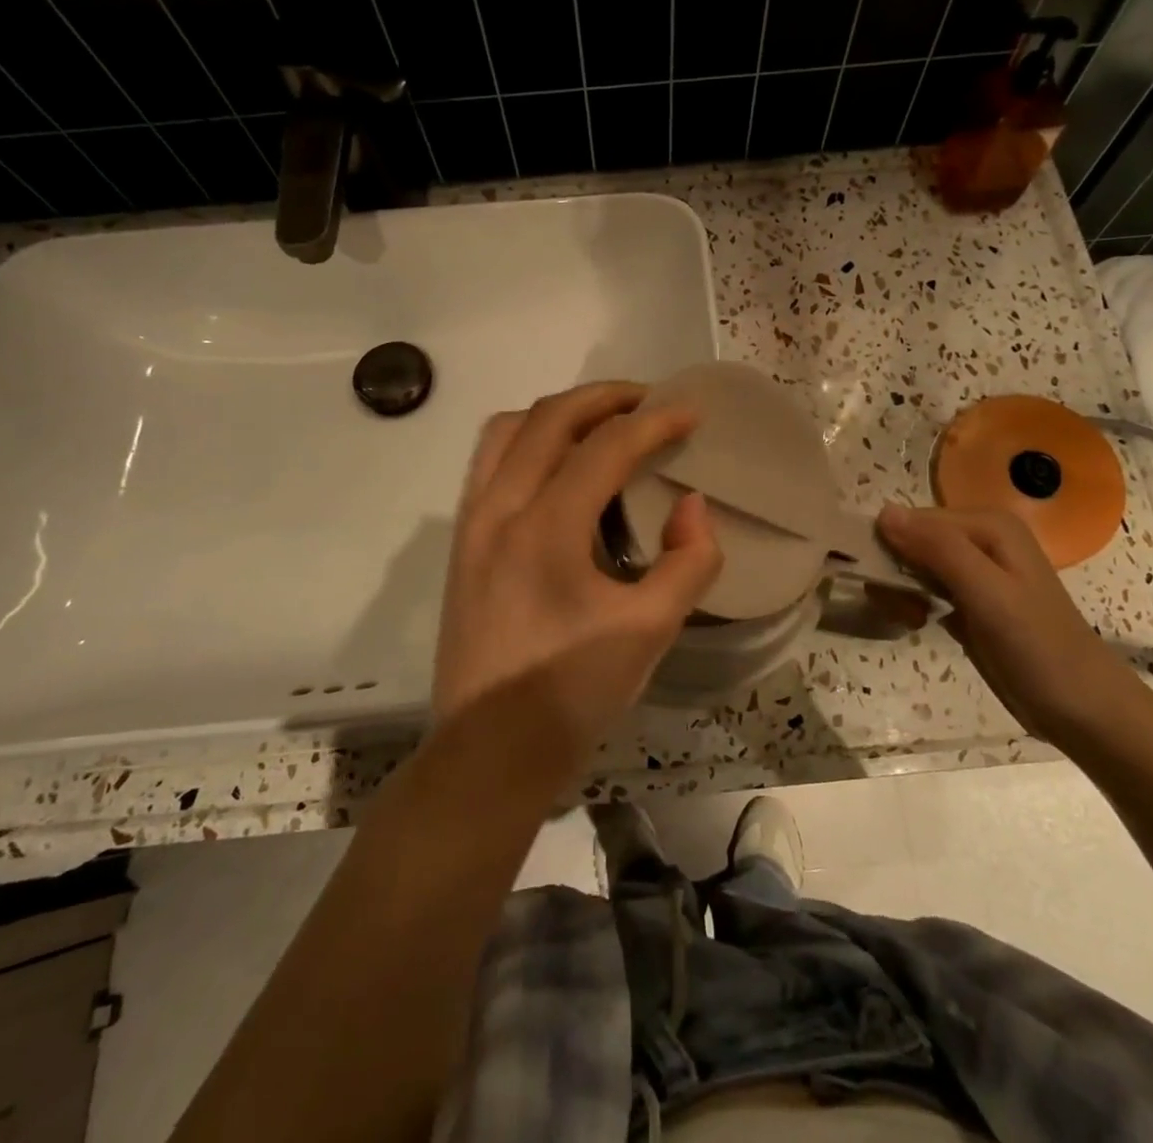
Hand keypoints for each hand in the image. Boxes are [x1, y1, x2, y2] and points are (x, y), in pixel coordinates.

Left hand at [434, 382, 722, 774]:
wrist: (488, 753)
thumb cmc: (571, 694)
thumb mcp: (650, 632)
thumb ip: (688, 561)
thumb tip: (691, 506)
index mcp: (545, 528)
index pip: (606, 447)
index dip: (654, 422)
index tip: (690, 412)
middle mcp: (499, 509)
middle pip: (549, 419)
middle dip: (604, 398)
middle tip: (648, 402)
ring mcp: (471, 523)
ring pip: (508, 431)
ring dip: (558, 414)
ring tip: (601, 424)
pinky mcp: (461, 543)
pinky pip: (490, 463)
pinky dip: (528, 442)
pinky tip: (558, 468)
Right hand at [877, 504, 1151, 747]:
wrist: (1083, 711)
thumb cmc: (1038, 647)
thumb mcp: (987, 593)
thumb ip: (938, 548)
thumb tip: (883, 512)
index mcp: (988, 525)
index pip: (912, 518)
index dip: (890, 547)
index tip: (881, 584)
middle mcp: (980, 539)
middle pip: (910, 540)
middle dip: (895, 572)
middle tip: (903, 609)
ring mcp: (974, 571)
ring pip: (912, 565)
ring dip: (900, 591)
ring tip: (911, 619)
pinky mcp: (968, 601)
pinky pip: (922, 588)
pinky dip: (911, 603)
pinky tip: (917, 623)